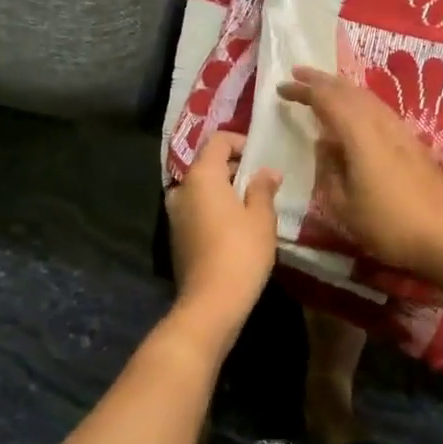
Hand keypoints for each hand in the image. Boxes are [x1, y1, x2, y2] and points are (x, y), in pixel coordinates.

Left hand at [164, 133, 280, 338]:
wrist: (211, 302)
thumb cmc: (241, 251)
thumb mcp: (262, 217)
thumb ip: (263, 188)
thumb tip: (267, 172)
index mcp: (202, 175)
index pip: (218, 141)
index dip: (240, 142)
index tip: (261, 157)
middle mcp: (182, 188)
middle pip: (208, 164)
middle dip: (234, 167)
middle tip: (261, 181)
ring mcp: (175, 213)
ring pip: (201, 188)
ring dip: (224, 189)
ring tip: (251, 203)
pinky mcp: (176, 235)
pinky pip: (196, 208)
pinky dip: (214, 207)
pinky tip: (235, 225)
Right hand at [275, 66, 442, 277]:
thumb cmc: (388, 226)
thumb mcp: (343, 206)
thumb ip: (328, 170)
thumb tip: (324, 144)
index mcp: (360, 136)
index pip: (327, 101)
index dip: (303, 90)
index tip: (282, 87)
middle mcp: (382, 124)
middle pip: (350, 91)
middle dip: (323, 80)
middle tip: (299, 73)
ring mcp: (402, 132)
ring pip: (369, 98)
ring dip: (344, 88)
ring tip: (326, 87)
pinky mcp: (415, 143)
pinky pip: (381, 110)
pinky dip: (362, 102)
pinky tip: (358, 113)